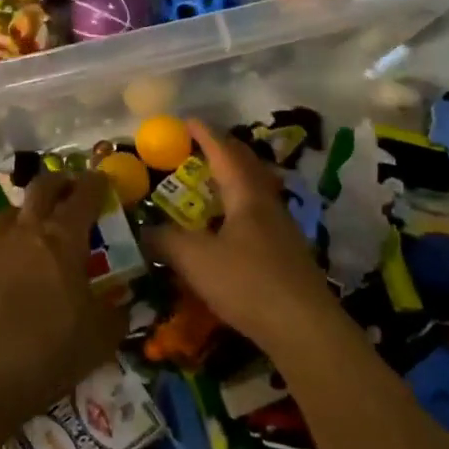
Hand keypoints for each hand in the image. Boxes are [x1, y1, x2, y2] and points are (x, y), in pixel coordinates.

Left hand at [0, 171, 128, 437]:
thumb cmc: (51, 351)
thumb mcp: (102, 337)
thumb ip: (117, 312)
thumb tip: (124, 301)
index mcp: (63, 238)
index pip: (83, 195)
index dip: (96, 183)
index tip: (104, 180)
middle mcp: (27, 231)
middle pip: (41, 188)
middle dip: (60, 182)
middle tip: (71, 189)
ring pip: (6, 209)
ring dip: (23, 209)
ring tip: (32, 223)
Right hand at [143, 121, 341, 357]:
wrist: (304, 328)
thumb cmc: (247, 282)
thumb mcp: (195, 260)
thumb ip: (166, 241)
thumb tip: (145, 231)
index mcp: (246, 194)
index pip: (223, 152)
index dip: (205, 134)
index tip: (187, 120)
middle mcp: (267, 204)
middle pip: (246, 165)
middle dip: (223, 150)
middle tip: (199, 146)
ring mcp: (282, 229)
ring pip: (256, 190)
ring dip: (234, 179)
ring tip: (212, 183)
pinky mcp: (287, 254)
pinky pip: (259, 215)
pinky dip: (239, 207)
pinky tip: (229, 227)